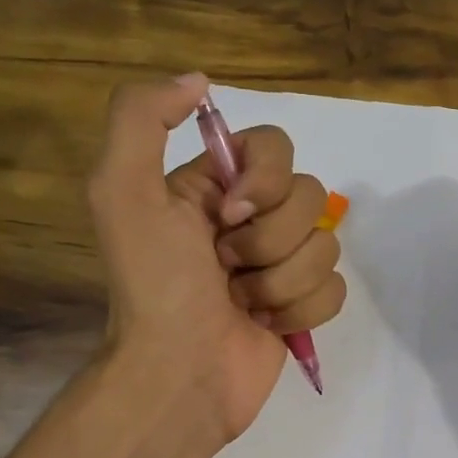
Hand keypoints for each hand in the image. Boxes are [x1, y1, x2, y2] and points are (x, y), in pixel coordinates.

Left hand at [90, 73, 345, 446]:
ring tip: (241, 303)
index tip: (230, 214)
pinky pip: (335, 288)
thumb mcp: (122, 191)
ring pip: (327, 245)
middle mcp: (250, 220)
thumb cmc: (154, 286)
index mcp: (213, 187)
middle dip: (269, 240)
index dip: (265, 179)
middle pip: (310, 197)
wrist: (177, 375)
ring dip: (280, 280)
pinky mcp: (301, 306)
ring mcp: (279, 264)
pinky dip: (301, 309)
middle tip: (225, 268)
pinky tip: (265, 324)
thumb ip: (141, 118)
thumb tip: (200, 81)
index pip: (276, 146)